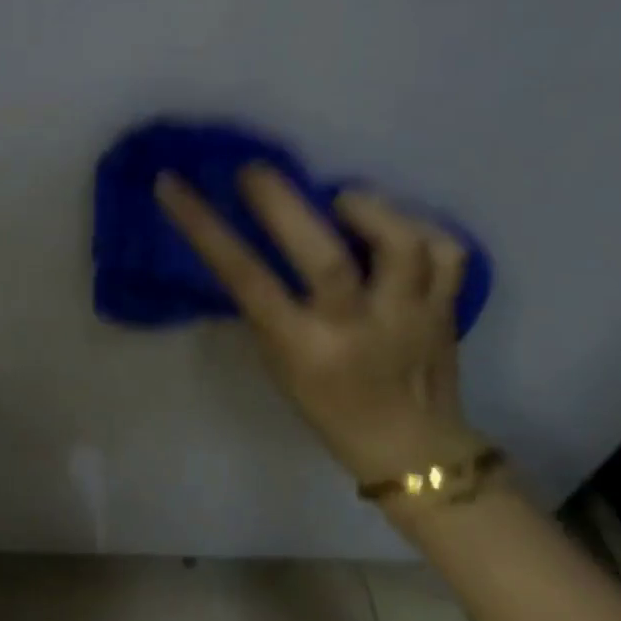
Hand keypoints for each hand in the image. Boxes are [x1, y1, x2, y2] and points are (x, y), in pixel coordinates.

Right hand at [156, 168, 484, 485]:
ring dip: (365, 206)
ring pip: (402, 245)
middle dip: (284, 203)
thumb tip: (243, 234)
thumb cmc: (327, 406)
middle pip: (327, 259)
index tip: (172, 184)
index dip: (205, 227)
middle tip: (256, 170)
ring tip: (341, 198)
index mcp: (304, 348)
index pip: (246, 279)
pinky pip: (446, 252)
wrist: (413, 451)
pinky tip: (394, 223)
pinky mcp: (448, 308)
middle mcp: (358, 329)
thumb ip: (264, 302)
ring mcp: (411, 316)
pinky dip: (421, 225)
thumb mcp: (278, 360)